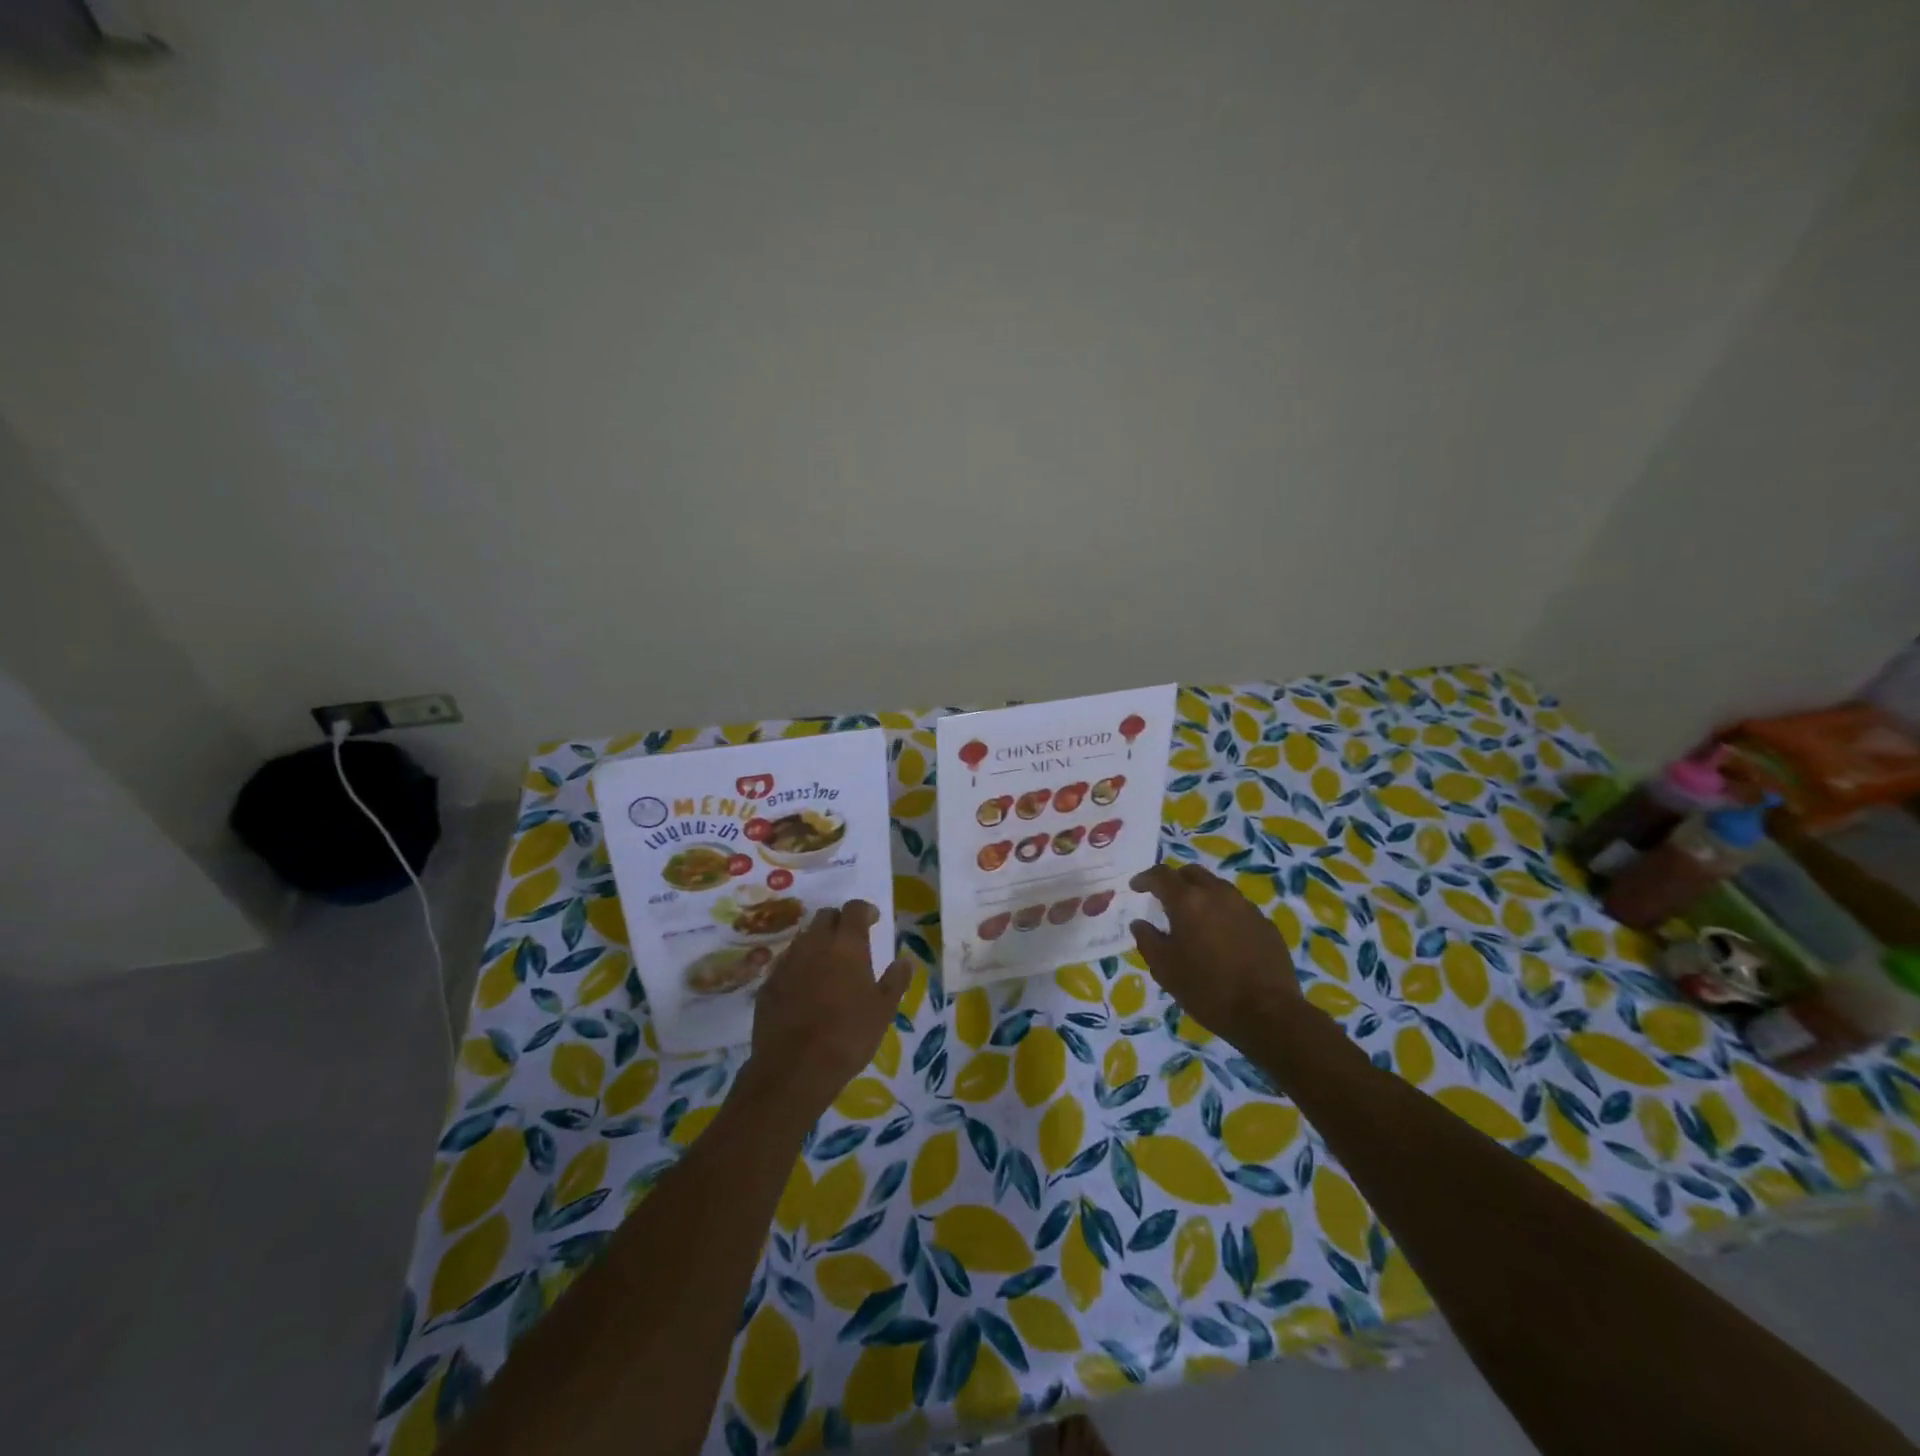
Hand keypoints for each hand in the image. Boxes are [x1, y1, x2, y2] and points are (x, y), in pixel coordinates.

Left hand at [743, 900, 911, 1120]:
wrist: (794, 1069)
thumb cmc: (848, 1036)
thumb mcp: (883, 1011)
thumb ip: (895, 981)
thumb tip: (905, 961)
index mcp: (846, 945)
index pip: (854, 909)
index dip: (864, 910)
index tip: (873, 919)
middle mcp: (814, 944)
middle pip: (825, 916)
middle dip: (839, 922)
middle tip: (850, 940)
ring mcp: (787, 962)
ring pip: (804, 938)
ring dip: (817, 943)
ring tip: (828, 964)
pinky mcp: (768, 984)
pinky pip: (786, 963)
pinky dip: (798, 966)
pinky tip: (805, 988)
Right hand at [1129, 863, 1301, 1041]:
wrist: (1267, 1014)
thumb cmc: (1207, 990)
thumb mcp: (1165, 969)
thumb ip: (1147, 940)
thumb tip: (1140, 923)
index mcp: (1188, 901)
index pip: (1161, 875)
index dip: (1145, 878)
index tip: (1136, 887)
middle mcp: (1218, 894)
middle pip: (1192, 873)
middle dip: (1175, 880)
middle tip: (1165, 898)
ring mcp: (1246, 907)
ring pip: (1218, 887)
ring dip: (1201, 894)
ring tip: (1194, 917)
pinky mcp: (1265, 923)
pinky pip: (1238, 907)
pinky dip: (1223, 912)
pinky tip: (1222, 936)